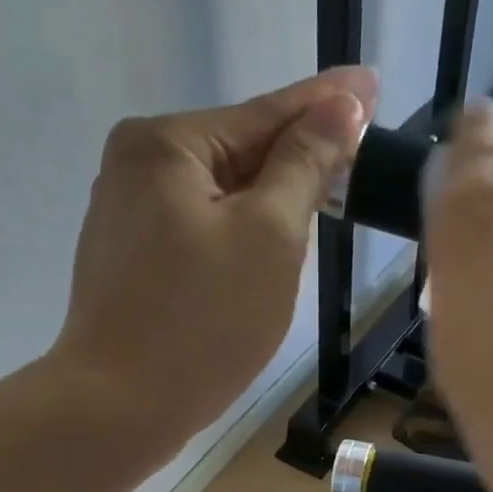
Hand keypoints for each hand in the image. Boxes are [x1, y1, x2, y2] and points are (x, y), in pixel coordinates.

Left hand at [52, 67, 377, 453]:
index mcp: (166, 145)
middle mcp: (137, 167)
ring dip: (271, 203)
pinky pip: (201, 233)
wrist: (120, 408)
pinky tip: (268, 249)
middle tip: (359, 154)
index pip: (266, 114)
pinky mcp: (132, 264)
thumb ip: (304, 165)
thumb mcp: (269, 236)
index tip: (372, 84)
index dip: (327, 104)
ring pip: (222, 198)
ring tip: (326, 197)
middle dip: (298, 159)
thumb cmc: (203, 322)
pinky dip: (240, 236)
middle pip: (240, 153)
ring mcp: (128, 218)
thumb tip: (340, 106)